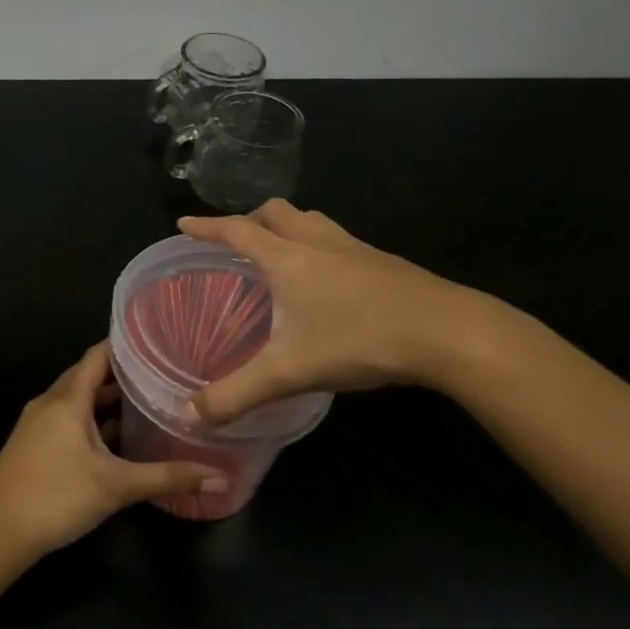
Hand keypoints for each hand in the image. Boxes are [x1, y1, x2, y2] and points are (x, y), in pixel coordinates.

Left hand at [0, 342, 225, 559]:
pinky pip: (68, 419)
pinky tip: (116, 439)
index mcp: (67, 398)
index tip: (158, 341)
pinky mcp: (33, 444)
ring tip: (146, 402)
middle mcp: (50, 402)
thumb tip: (219, 478)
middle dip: (122, 374)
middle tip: (161, 372)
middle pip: (88, 376)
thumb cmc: (56, 497)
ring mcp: (38, 424)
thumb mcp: (116, 487)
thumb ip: (167, 478)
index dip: (125, 345)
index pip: (98, 355)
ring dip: (107, 400)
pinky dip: (92, 421)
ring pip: (77, 400)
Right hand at [178, 200, 490, 422]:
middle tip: (236, 242)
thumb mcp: (288, 372)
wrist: (446, 331)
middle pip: (276, 212)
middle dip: (250, 220)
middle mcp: (317, 242)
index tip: (183, 223)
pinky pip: (338, 239)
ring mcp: (354, 248)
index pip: (236, 231)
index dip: (206, 226)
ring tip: (279, 252)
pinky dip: (318, 245)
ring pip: (311, 220)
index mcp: (287, 258)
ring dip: (287, 226)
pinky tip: (327, 279)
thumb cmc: (358, 340)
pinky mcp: (383, 262)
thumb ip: (235, 394)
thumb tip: (186, 416)